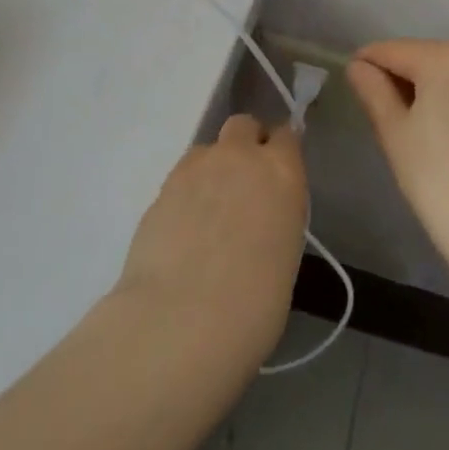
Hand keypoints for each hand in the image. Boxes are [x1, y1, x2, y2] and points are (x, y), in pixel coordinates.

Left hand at [116, 114, 306, 364]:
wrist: (179, 324)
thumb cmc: (252, 308)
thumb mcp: (285, 258)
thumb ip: (275, 219)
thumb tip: (261, 219)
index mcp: (281, 172)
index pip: (286, 136)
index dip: (281, 152)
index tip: (278, 175)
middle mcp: (240, 157)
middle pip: (243, 126)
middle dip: (245, 145)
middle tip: (243, 185)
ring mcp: (197, 167)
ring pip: (208, 150)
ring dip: (212, 169)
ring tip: (208, 213)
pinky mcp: (162, 187)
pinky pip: (182, 177)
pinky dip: (186, 195)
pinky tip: (183, 232)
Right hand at [347, 40, 448, 289]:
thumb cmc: (436, 179)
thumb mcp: (393, 132)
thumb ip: (373, 90)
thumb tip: (358, 66)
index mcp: (444, 57)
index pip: (392, 50)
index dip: (366, 64)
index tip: (351, 84)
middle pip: (422, 56)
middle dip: (397, 76)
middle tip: (378, 113)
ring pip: (447, 71)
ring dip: (424, 86)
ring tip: (409, 125)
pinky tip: (442, 130)